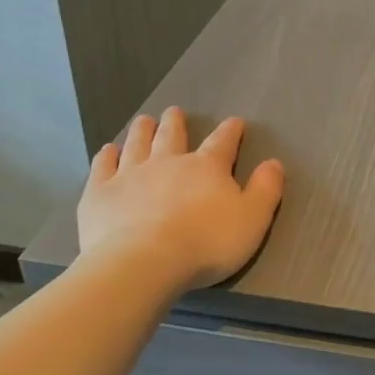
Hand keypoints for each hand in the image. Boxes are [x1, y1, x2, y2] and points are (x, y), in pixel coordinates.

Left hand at [75, 108, 284, 290]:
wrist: (145, 262)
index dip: (230, 132)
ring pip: (137, 144)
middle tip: (174, 112)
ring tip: (144, 120)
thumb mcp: (252, 219)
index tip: (235, 122)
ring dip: (142, 131)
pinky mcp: (100, 193)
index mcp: (207, 168)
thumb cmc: (207, 243)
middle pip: (172, 136)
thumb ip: (266, 190)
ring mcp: (130, 175)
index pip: (222, 143)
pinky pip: (103, 167)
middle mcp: (168, 163)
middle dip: (176, 123)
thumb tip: (274, 163)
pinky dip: (106, 156)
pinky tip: (108, 150)